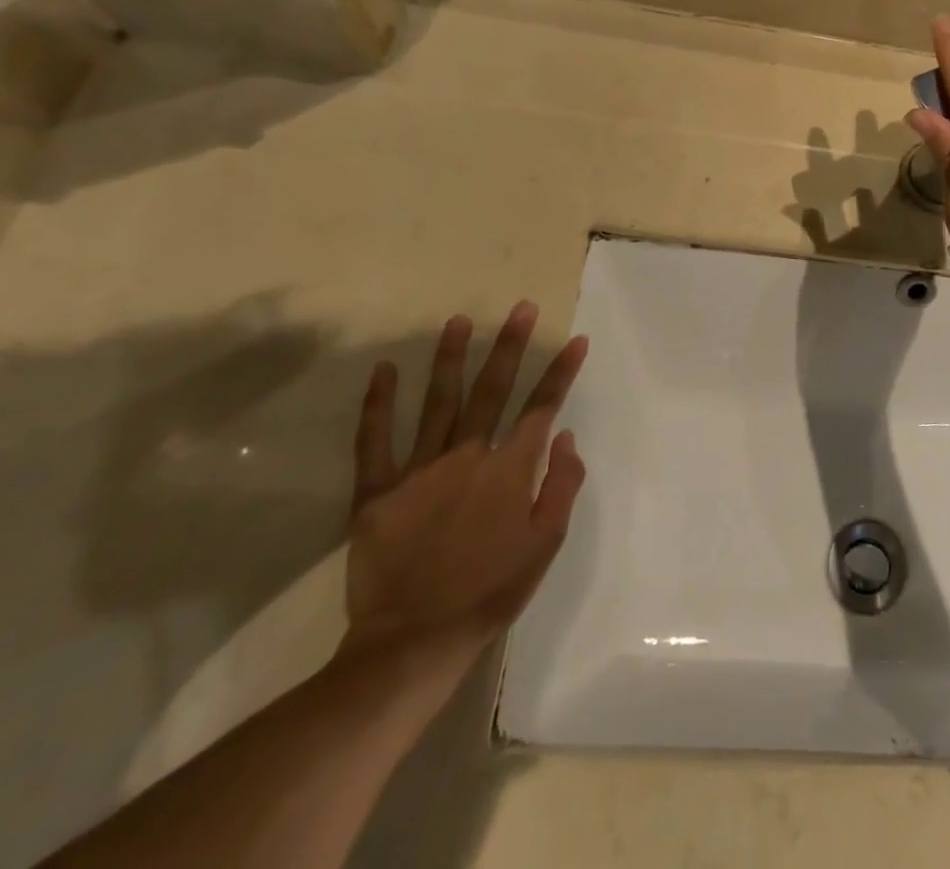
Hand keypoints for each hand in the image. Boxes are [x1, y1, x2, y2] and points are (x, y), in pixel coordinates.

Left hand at [344, 303, 586, 658]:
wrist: (414, 642)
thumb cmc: (491, 591)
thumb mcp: (546, 544)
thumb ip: (562, 485)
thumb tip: (565, 436)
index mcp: (510, 469)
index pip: (542, 407)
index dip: (561, 372)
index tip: (575, 340)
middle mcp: (468, 456)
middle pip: (494, 390)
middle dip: (510, 345)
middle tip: (520, 307)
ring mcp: (419, 470)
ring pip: (439, 402)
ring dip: (451, 358)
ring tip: (458, 321)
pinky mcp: (377, 491)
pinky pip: (374, 440)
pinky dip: (378, 404)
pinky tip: (384, 371)